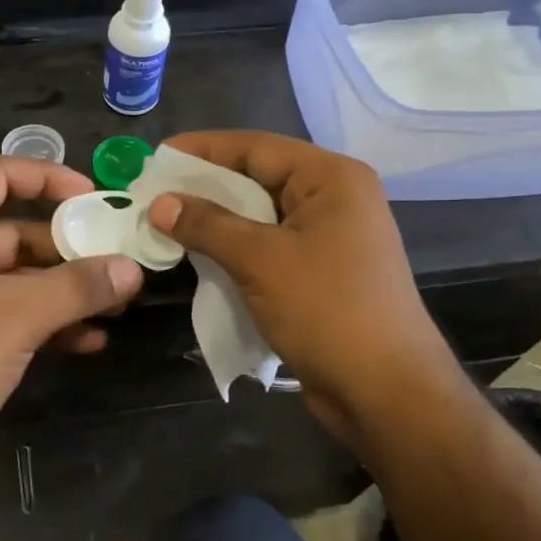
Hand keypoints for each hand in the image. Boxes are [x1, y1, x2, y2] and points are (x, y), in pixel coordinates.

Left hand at [0, 157, 143, 512]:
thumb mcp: (15, 319)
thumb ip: (77, 287)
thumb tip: (133, 268)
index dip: (48, 178)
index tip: (95, 197)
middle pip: (12, 228)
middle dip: (68, 248)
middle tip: (121, 260)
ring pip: (14, 275)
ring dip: (63, 289)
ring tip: (118, 303)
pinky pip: (5, 311)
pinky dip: (43, 320)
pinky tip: (90, 339)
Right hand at [145, 132, 466, 449]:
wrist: (386, 393)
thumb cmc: (327, 310)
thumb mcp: (260, 260)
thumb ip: (207, 224)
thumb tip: (159, 203)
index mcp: (331, 178)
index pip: (256, 147)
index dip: (203, 149)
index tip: (156, 156)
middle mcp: (334, 198)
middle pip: (258, 178)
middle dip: (205, 187)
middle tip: (153, 193)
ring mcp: (330, 237)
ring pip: (261, 215)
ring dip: (216, 220)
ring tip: (166, 223)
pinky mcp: (321, 272)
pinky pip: (269, 246)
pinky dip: (235, 248)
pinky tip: (199, 256)